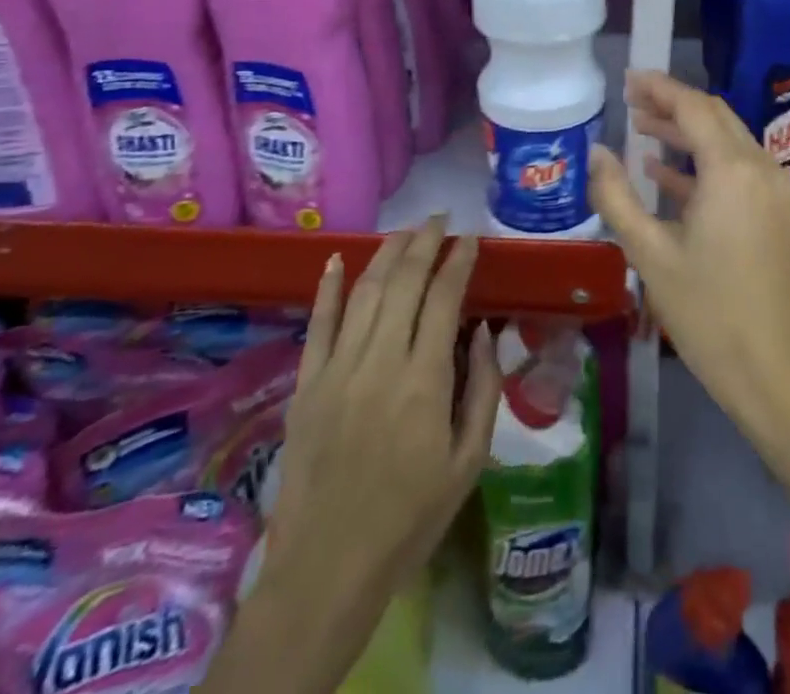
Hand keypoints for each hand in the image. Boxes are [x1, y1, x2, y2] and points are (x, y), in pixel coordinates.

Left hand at [228, 219, 499, 690]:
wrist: (327, 569)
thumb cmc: (410, 517)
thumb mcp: (469, 460)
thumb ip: (483, 389)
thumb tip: (483, 331)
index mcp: (424, 381)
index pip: (444, 297)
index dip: (459, 261)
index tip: (470, 239)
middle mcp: (380, 361)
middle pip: (403, 282)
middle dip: (424, 242)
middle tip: (440, 220)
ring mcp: (337, 370)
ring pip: (363, 292)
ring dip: (386, 254)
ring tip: (406, 231)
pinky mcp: (306, 386)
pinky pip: (316, 325)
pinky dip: (326, 288)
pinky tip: (336, 259)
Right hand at [590, 72, 789, 498]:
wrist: (770, 371)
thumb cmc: (705, 312)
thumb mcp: (649, 253)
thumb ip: (617, 195)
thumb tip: (595, 153)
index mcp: (732, 170)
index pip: (694, 107)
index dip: (659, 88)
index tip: (628, 79)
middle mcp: (761, 167)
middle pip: (714, 117)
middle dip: (673, 105)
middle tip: (631, 101)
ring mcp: (776, 189)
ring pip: (728, 141)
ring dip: (687, 132)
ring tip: (642, 130)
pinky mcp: (778, 212)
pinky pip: (738, 169)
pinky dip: (704, 163)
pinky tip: (666, 173)